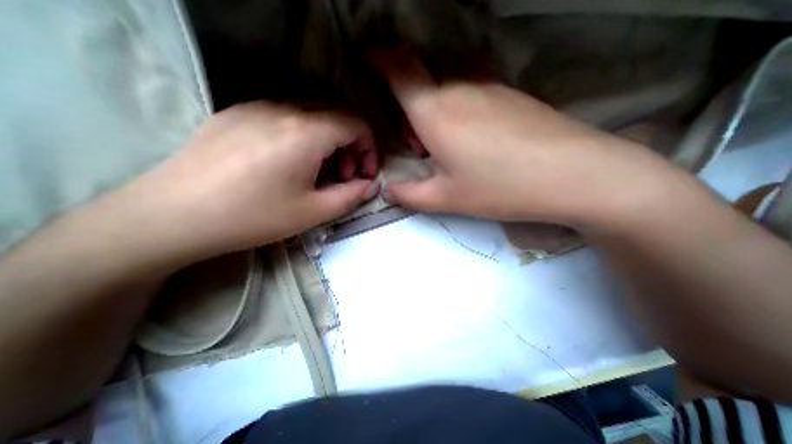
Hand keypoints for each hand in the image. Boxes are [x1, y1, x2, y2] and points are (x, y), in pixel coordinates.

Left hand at [114, 103, 380, 262]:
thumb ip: (352, 195)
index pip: (356, 124)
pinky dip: (304, 136)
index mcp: (306, 132)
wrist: (172, 215)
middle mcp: (284, 109)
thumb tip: (371, 184)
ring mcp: (257, 106)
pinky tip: (291, 162)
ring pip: (313, 114)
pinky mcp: (238, 113)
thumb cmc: (253, 217)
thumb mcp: (314, 212)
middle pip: (337, 115)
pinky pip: (287, 116)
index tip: (365, 174)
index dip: (369, 148)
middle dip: (351, 146)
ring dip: (328, 141)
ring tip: (319, 172)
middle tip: (343, 177)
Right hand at [379, 55, 680, 228]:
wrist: (570, 174)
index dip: (379, 58)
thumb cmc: (498, 187)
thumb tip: (387, 192)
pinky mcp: (510, 94)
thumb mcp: (445, 198)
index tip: (367, 59)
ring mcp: (489, 87)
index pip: (399, 69)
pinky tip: (474, 141)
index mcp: (435, 112)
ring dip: (434, 112)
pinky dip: (458, 110)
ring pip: (446, 88)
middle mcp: (459, 88)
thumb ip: (409, 195)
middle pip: (421, 82)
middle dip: (409, 109)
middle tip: (419, 146)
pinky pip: (471, 92)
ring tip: (447, 148)